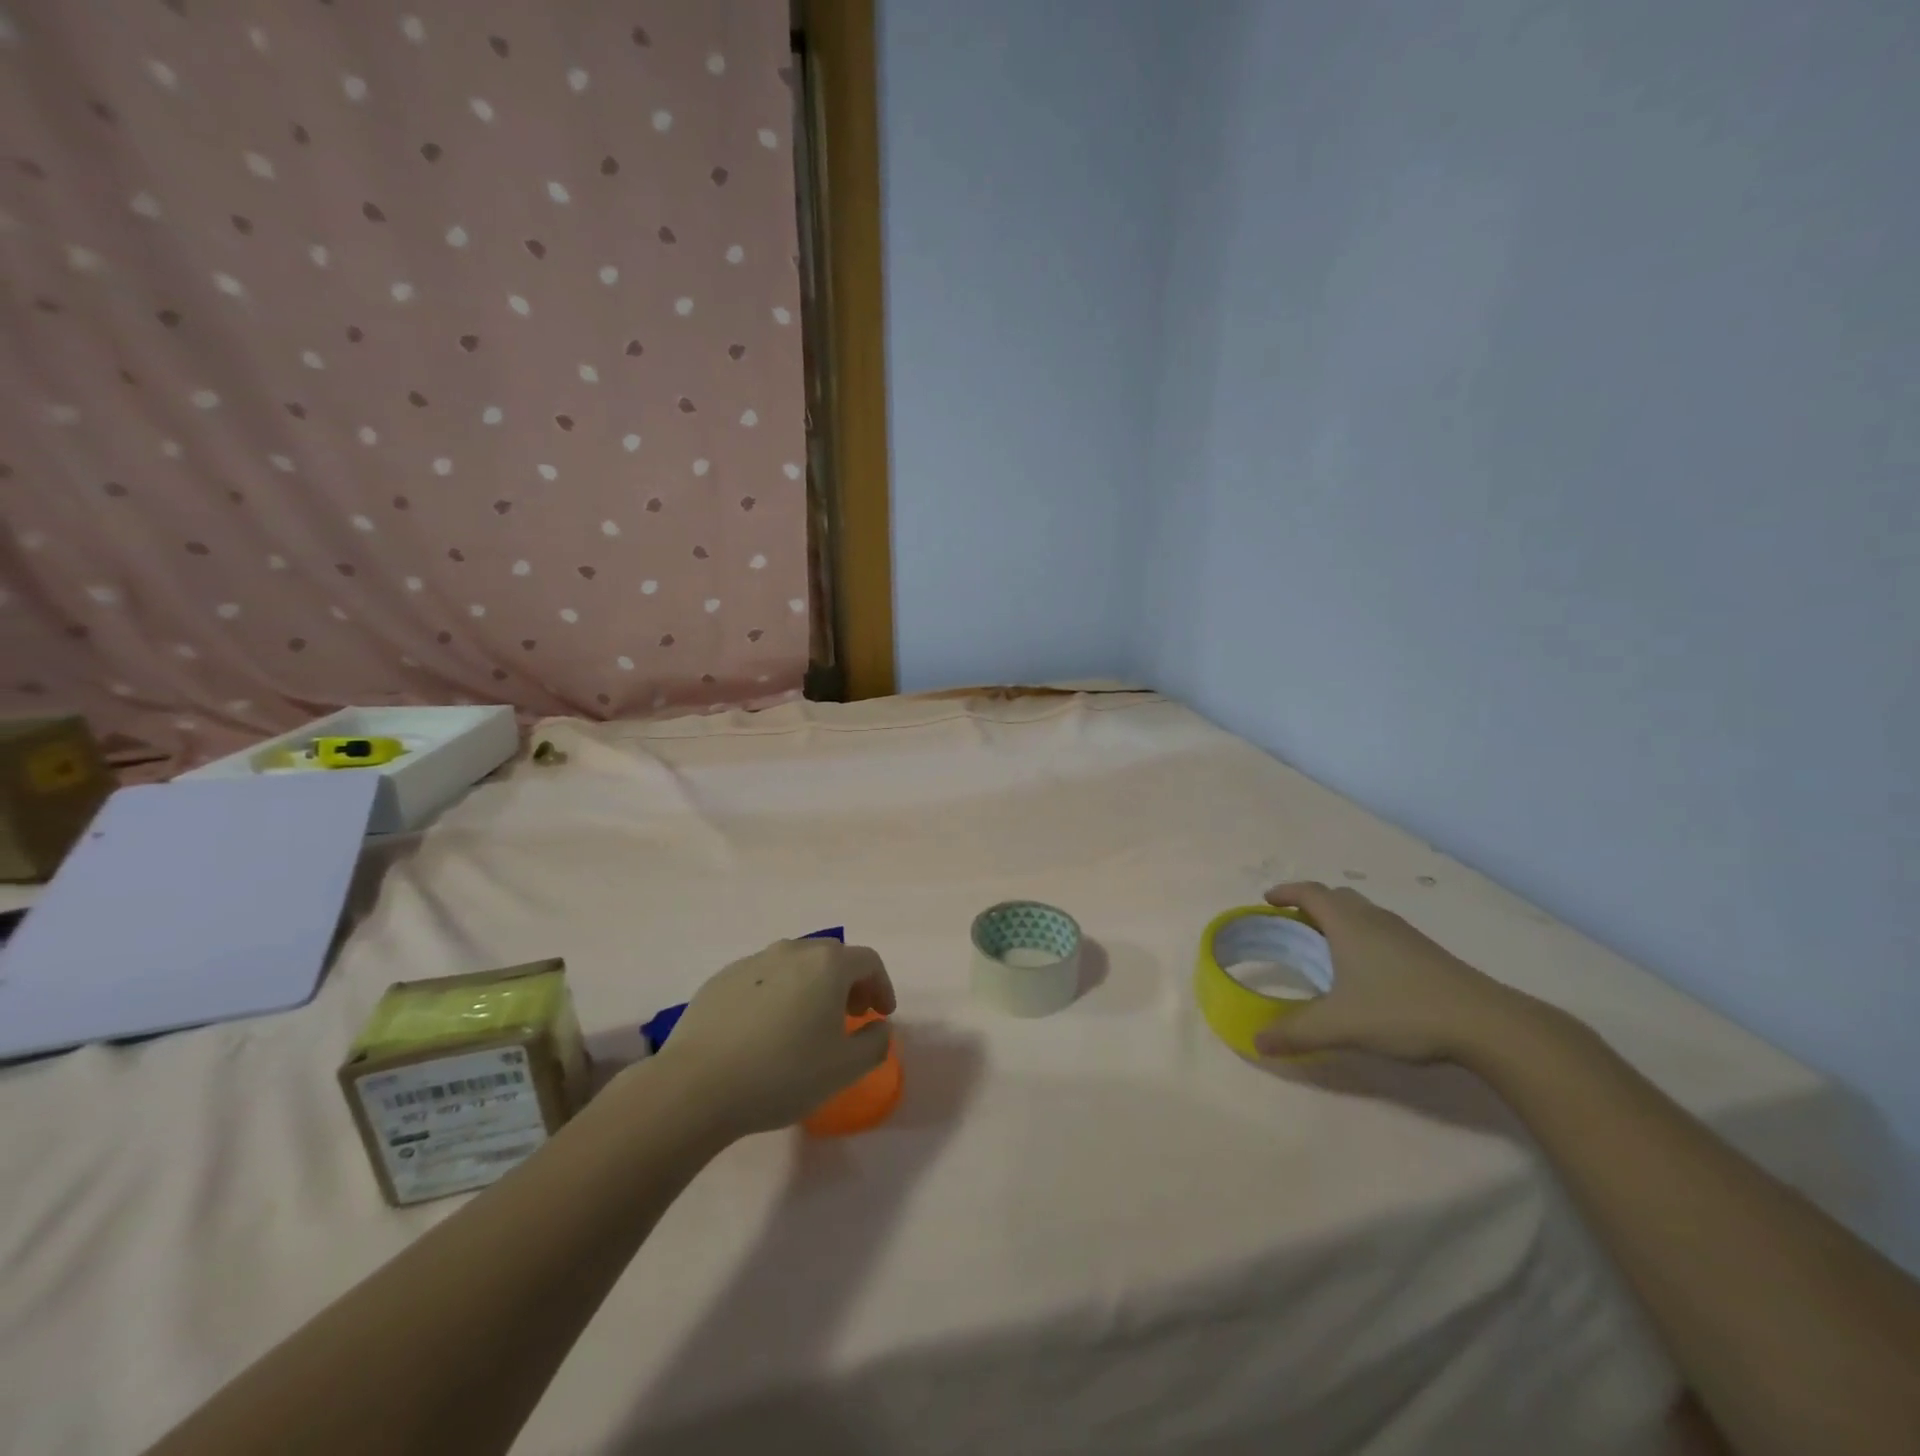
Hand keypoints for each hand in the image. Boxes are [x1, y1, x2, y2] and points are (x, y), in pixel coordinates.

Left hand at [652, 938, 897, 1136]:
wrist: (696, 1086)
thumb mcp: (844, 1068)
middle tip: (850, 1015)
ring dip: (811, 986)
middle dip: (848, 982)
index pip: (868, 961)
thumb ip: (875, 1043)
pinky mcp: (721, 979)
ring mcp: (752, 961)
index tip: (881, 1014)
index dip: (882, 986)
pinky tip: (765, 1031)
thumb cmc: (782, 1073)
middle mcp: (792, 950)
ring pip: (794, 965)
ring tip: (806, 1023)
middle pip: (831, 957)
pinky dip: (776, 995)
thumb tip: (880, 1027)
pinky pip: (762, 979)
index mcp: (827, 964)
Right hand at [1253, 882, 1542, 1063]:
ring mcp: (1405, 935)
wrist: (1487, 1024)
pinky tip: (1366, 971)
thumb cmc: (1402, 1010)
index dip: (1286, 892)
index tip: (1267, 900)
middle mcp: (1375, 919)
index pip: (1310, 892)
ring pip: (1363, 914)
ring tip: (1325, 948)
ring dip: (1339, 921)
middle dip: (1311, 905)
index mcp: (1348, 923)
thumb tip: (1257, 1041)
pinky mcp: (1427, 954)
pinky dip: (1362, 938)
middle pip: (1337, 897)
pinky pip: (1382, 932)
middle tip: (1293, 925)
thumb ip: (1296, 1032)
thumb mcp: (1340, 1025)